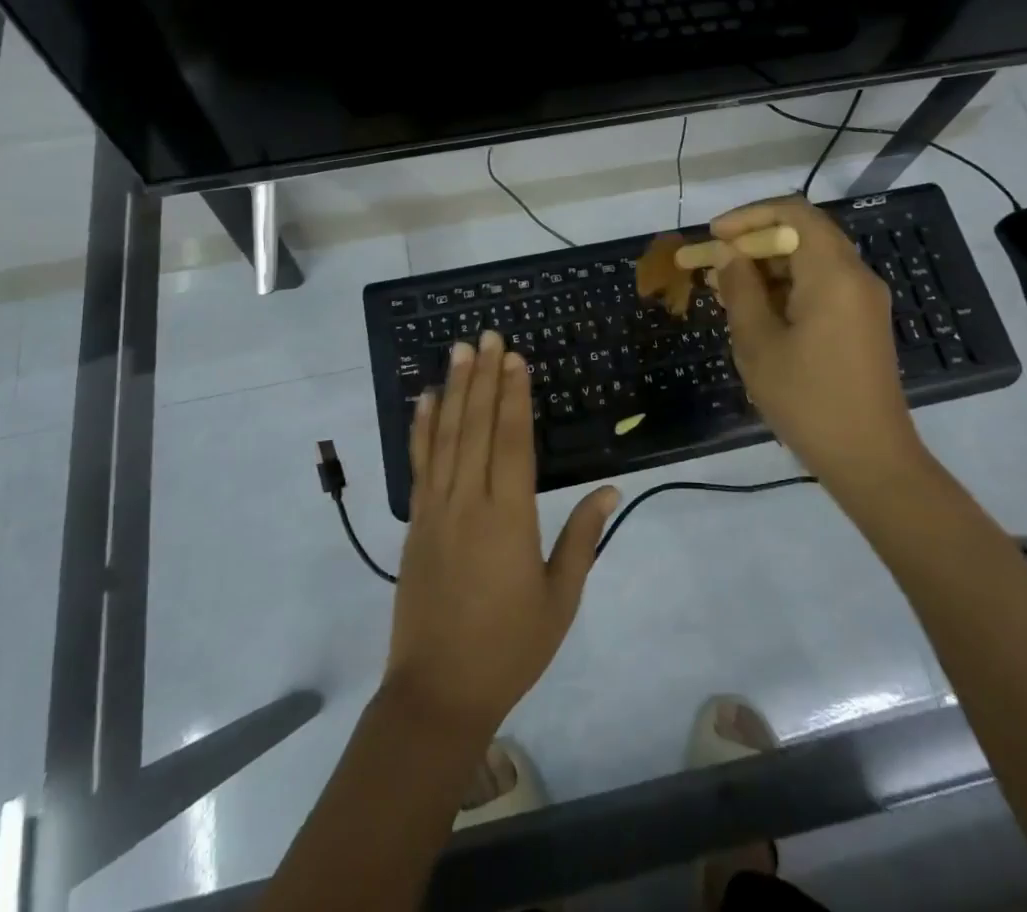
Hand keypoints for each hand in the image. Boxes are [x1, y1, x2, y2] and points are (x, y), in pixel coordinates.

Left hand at [386, 330, 618, 739]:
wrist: (438, 691)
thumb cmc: (509, 647)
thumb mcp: (560, 599)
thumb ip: (582, 539)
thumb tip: (610, 490)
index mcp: (509, 518)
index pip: (512, 441)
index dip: (514, 396)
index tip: (516, 358)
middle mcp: (469, 502)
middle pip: (477, 426)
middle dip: (484, 377)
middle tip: (487, 335)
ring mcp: (436, 509)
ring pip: (447, 436)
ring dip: (455, 389)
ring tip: (459, 351)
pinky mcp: (416, 521)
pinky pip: (419, 464)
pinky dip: (422, 428)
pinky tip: (427, 400)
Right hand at [710, 195, 922, 476]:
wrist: (870, 460)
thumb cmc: (807, 400)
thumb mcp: (759, 344)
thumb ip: (740, 290)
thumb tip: (728, 255)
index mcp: (833, 274)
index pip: (793, 212)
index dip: (749, 216)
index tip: (715, 236)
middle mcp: (856, 276)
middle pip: (803, 233)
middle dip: (754, 243)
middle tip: (714, 265)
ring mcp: (863, 300)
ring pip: (810, 260)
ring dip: (768, 267)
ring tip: (726, 291)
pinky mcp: (862, 322)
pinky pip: (822, 286)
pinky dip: (787, 288)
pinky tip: (755, 312)